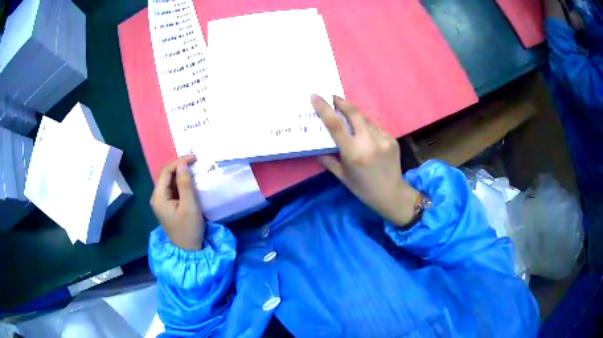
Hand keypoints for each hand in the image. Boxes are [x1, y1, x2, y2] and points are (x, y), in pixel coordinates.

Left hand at [151, 155, 203, 250]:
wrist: (188, 250)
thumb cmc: (189, 229)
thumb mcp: (190, 206)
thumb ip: (185, 184)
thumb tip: (183, 164)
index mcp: (159, 197)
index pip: (165, 172)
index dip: (179, 162)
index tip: (194, 158)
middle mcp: (157, 197)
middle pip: (165, 175)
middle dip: (179, 166)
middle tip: (195, 162)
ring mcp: (161, 202)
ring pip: (169, 181)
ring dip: (180, 174)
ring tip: (194, 169)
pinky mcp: (167, 206)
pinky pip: (172, 189)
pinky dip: (181, 182)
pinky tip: (190, 181)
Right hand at [312, 95, 419, 225]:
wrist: (391, 194)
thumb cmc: (363, 188)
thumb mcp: (342, 176)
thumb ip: (328, 160)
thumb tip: (316, 148)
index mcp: (353, 152)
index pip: (336, 125)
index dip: (324, 108)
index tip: (315, 96)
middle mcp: (369, 142)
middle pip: (354, 113)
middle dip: (341, 102)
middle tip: (332, 98)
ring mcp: (383, 139)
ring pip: (365, 119)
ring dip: (355, 116)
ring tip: (348, 120)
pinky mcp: (392, 139)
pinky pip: (376, 128)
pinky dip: (367, 127)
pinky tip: (365, 135)